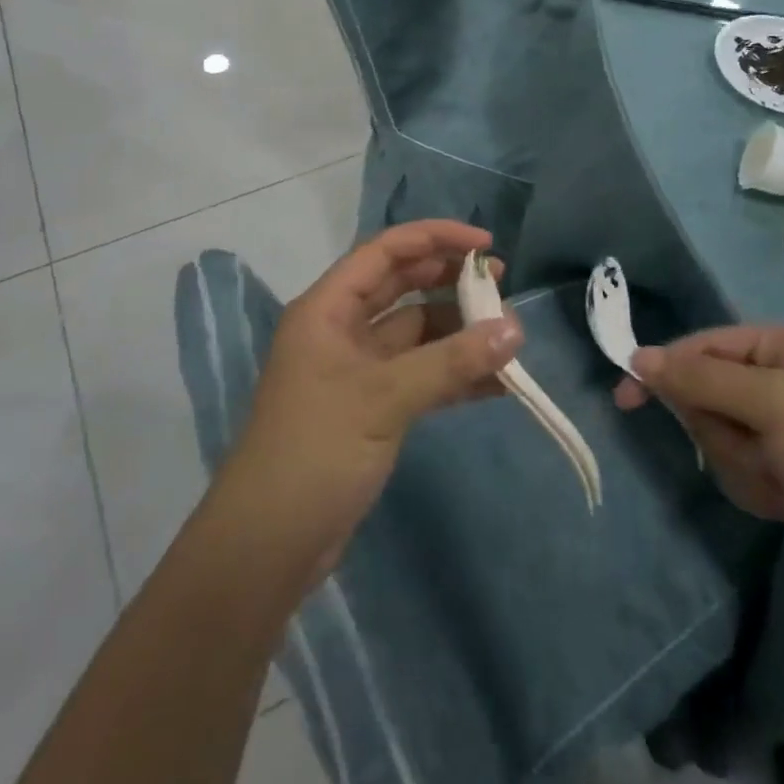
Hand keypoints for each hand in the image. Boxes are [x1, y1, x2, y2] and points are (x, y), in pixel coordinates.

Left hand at [221, 221, 522, 585]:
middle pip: (401, 286)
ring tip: (509, 336)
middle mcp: (341, 329)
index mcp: (327, 308)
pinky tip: (496, 383)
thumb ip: (450, 362)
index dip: (434, 238)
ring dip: (458, 332)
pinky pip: (420, 375)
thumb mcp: (384, 398)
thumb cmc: (315, 451)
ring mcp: (357, 370)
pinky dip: (454, 375)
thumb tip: (515, 331)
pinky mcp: (371, 407)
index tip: (484, 244)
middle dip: (450, 281)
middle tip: (501, 282)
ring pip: (415, 333)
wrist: (268, 545)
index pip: (385, 252)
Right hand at [616, 326, 783, 613]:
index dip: (664, 368)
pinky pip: (737, 469)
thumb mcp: (770, 404)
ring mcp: (779, 429)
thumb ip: (700, 378)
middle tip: (755, 451)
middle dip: (721, 430)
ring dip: (741, 464)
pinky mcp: (782, 471)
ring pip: (716, 437)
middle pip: (704, 394)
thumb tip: (638, 356)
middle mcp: (777, 380)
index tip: (626, 395)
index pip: (701, 346)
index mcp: (780, 347)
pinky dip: (755, 488)